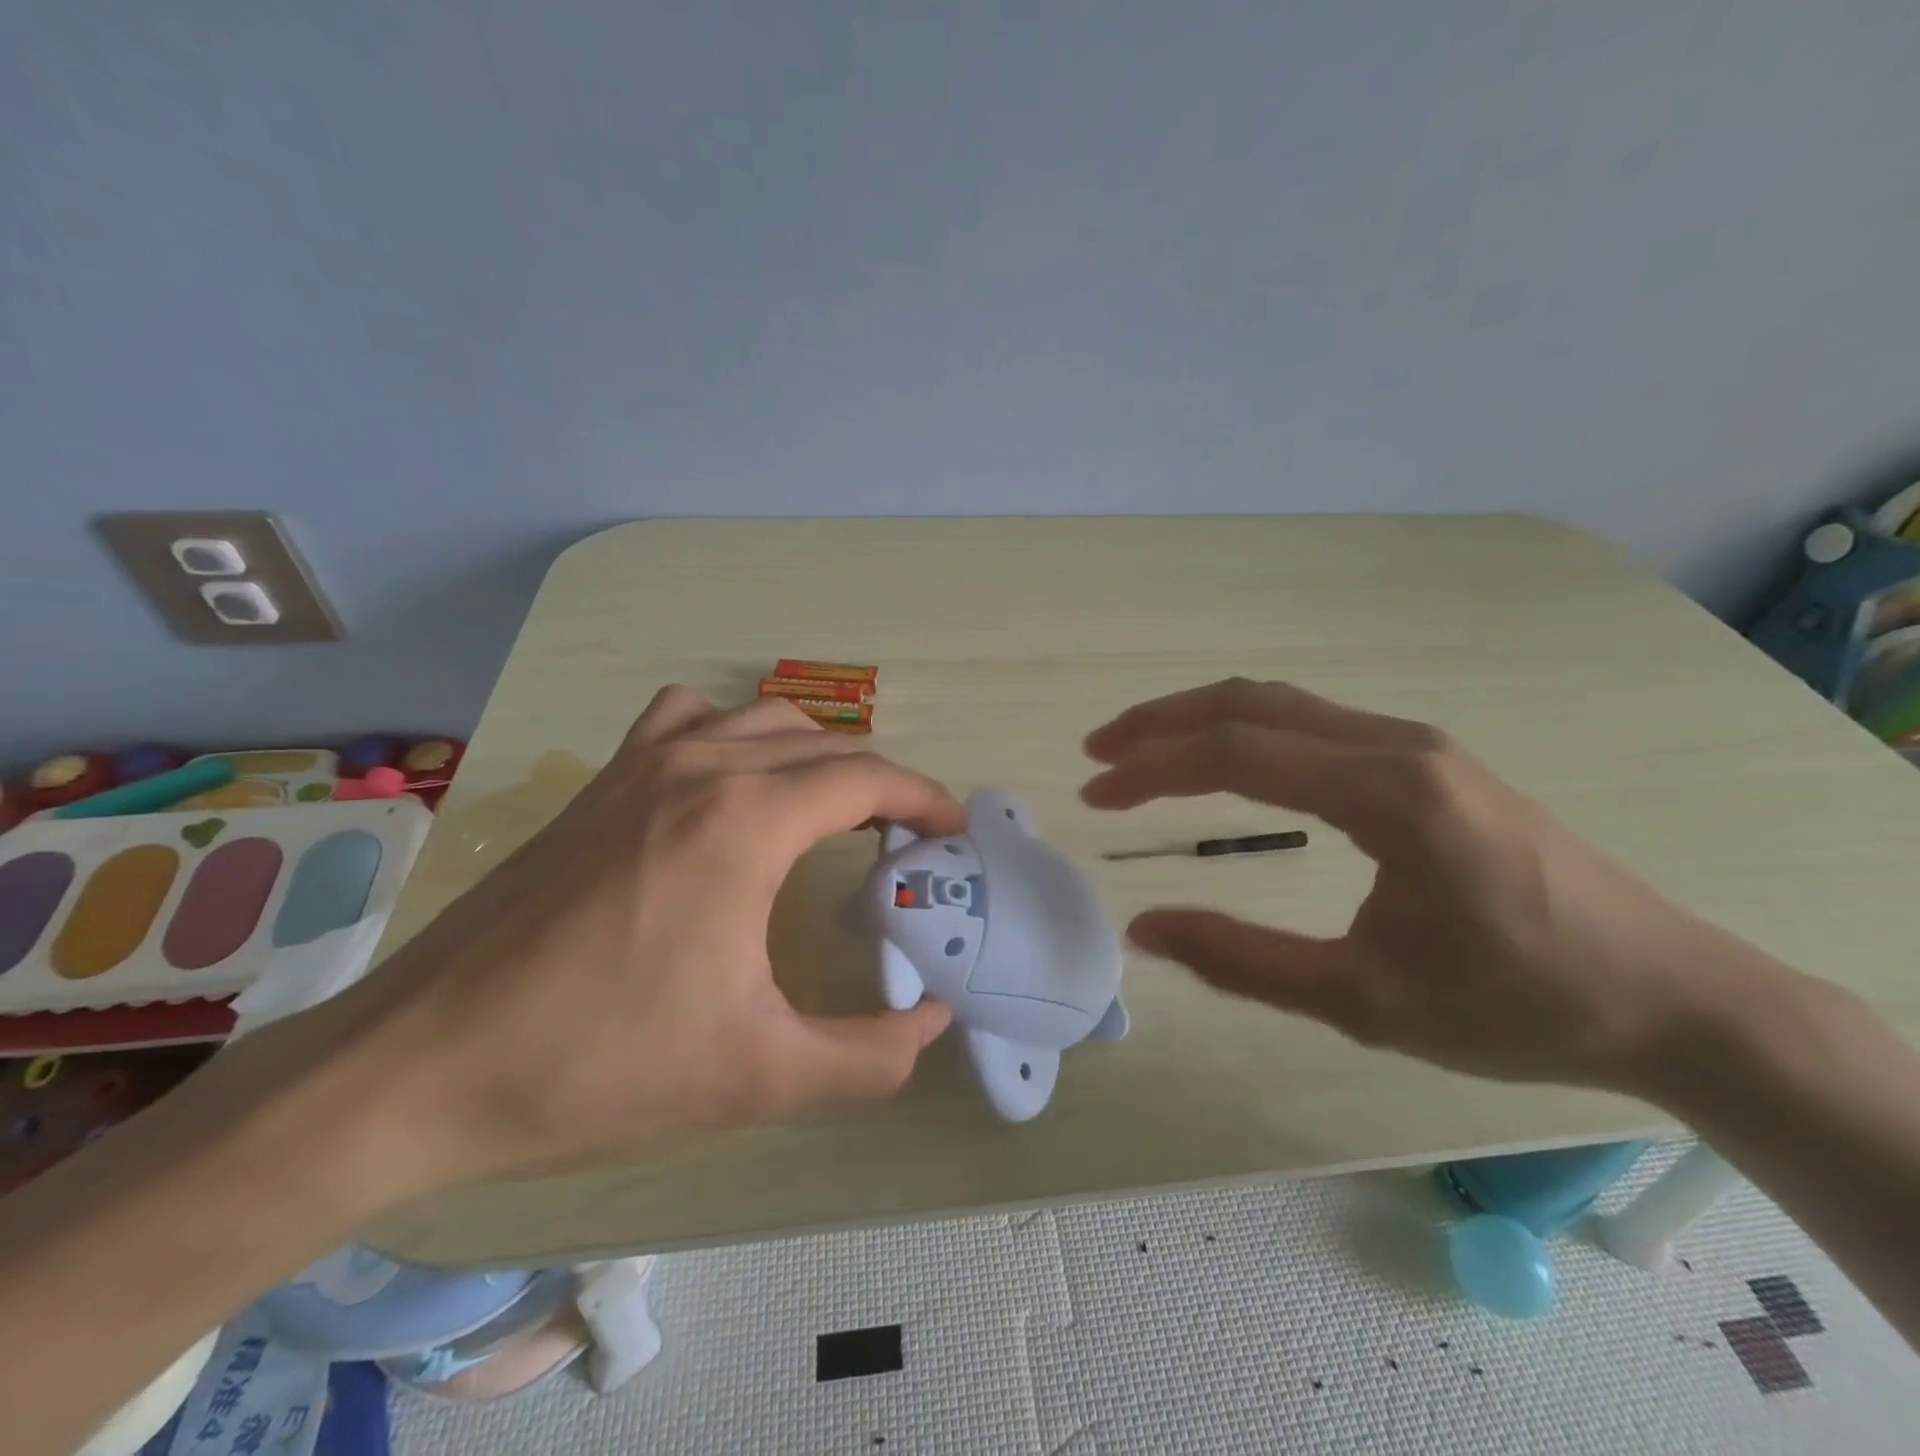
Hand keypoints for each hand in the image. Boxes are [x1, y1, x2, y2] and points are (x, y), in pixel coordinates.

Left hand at [298, 686, 962, 1194]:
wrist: (420, 1065)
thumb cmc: (598, 1066)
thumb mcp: (759, 1076)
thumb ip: (869, 1056)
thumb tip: (931, 1024)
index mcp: (745, 823)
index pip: (866, 777)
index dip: (923, 800)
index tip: (951, 834)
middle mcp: (700, 769)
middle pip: (824, 745)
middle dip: (880, 784)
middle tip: (903, 842)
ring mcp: (641, 764)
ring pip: (760, 719)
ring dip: (814, 752)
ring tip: (831, 808)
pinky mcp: (599, 782)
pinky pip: (686, 719)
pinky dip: (731, 732)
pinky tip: (727, 780)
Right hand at [1081, 678, 1776, 1093]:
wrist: (1673, 996)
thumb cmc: (1519, 1006)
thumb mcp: (1365, 1000)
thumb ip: (1242, 961)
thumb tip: (1144, 930)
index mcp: (1387, 794)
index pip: (1236, 754)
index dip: (1152, 769)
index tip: (1096, 792)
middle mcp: (1396, 745)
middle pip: (1248, 704)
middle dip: (1161, 723)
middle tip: (1099, 752)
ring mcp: (1415, 743)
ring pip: (1280, 703)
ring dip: (1200, 719)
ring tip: (1140, 751)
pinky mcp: (1425, 758)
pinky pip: (1311, 721)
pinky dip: (1245, 730)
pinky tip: (1222, 760)